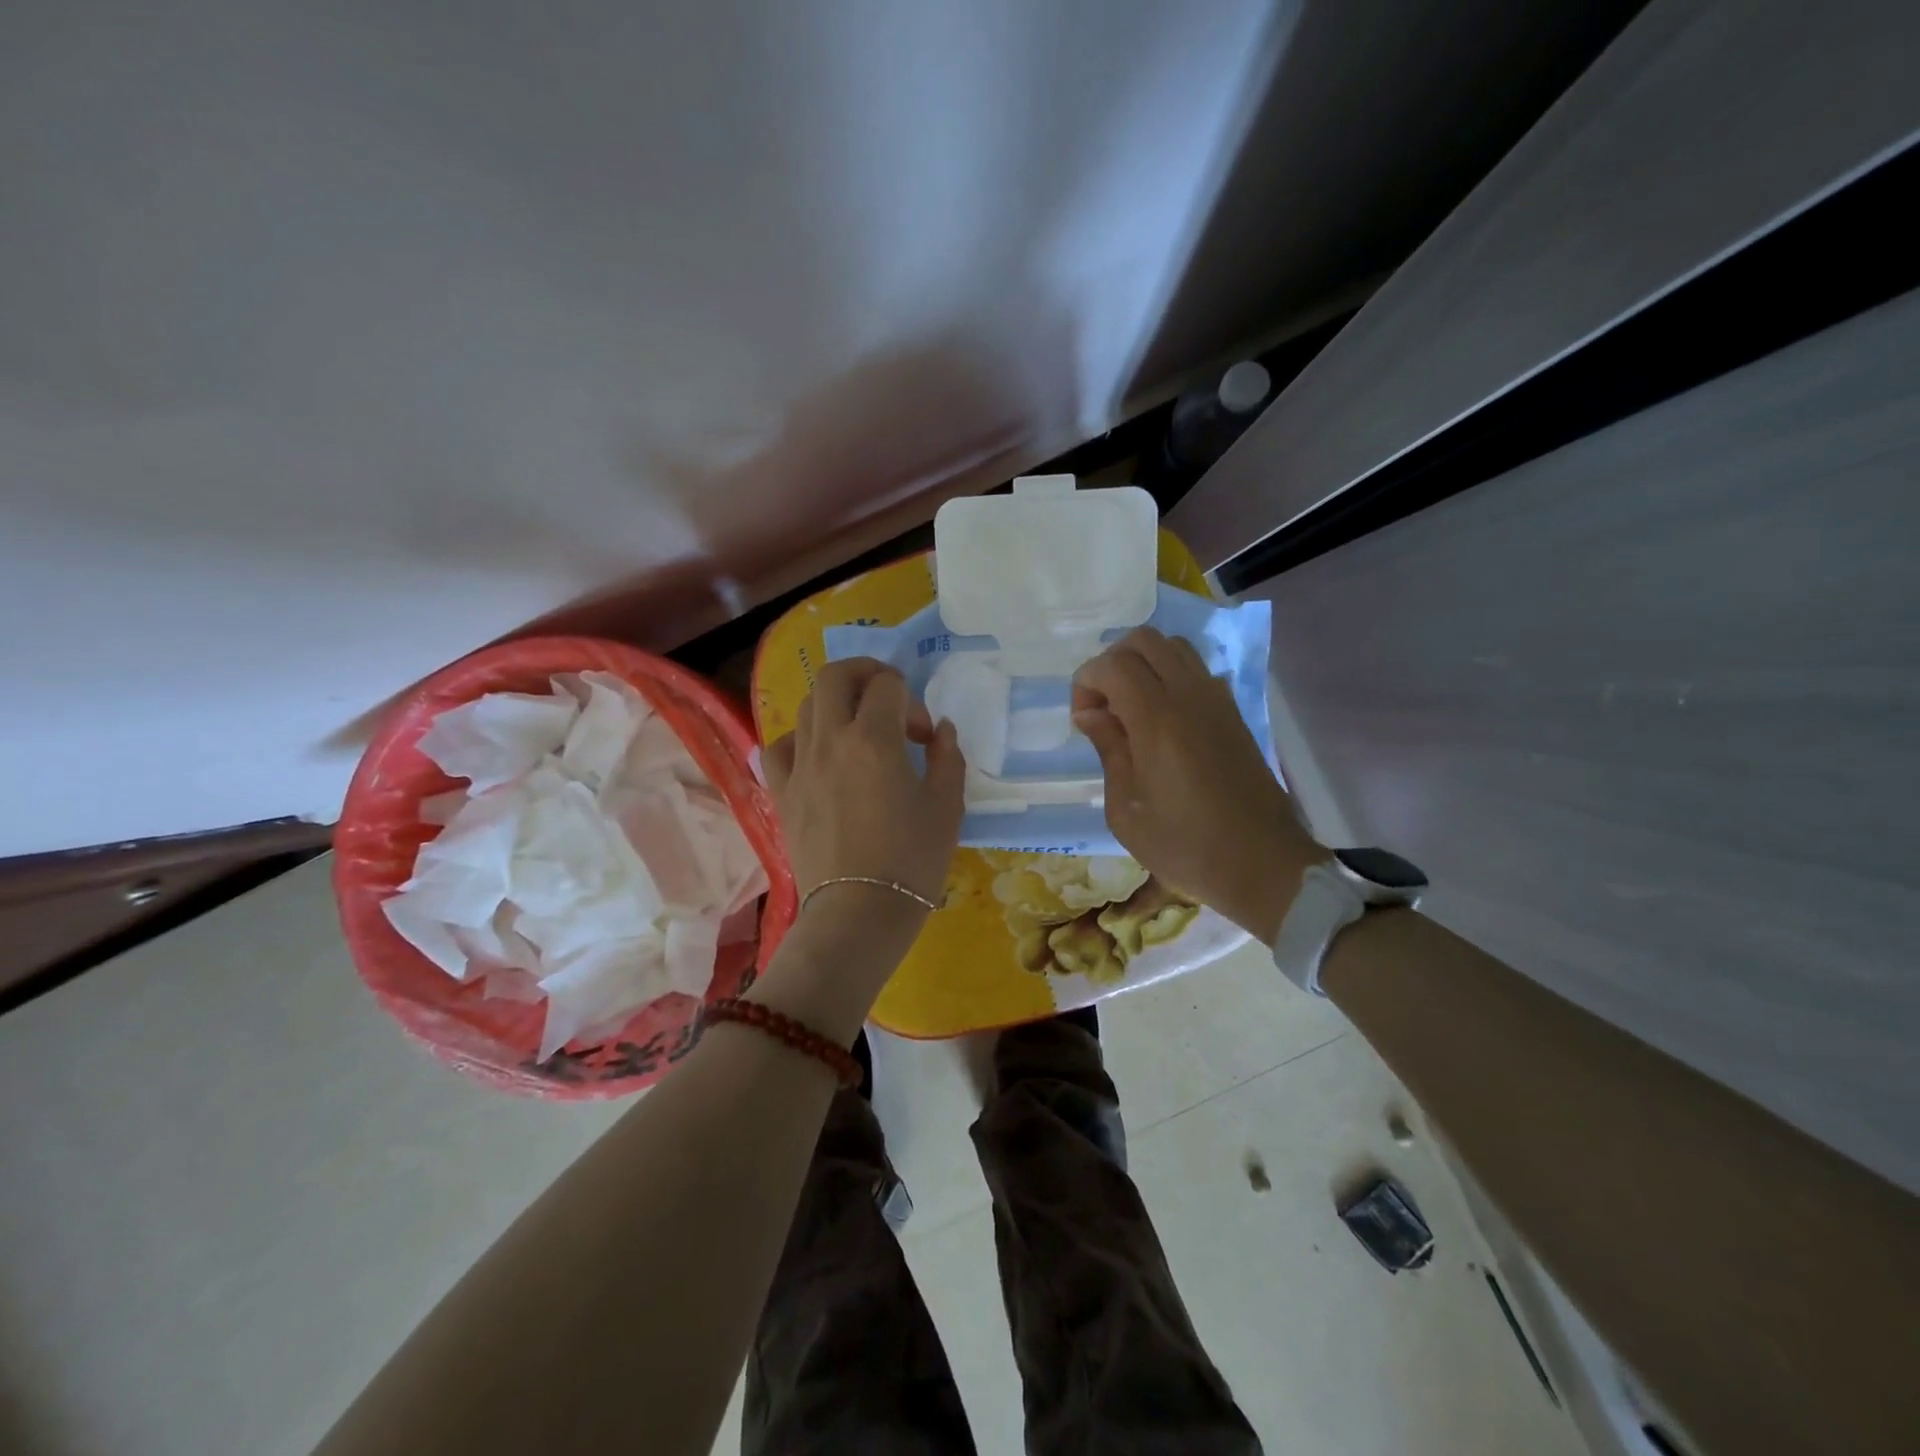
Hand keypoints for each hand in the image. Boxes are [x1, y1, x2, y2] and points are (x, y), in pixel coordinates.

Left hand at [762, 658, 965, 971]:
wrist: (859, 913)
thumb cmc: (912, 860)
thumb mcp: (947, 807)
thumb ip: (948, 758)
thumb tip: (942, 730)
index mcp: (874, 739)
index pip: (888, 685)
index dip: (912, 701)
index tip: (924, 737)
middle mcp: (830, 740)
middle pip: (836, 676)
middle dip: (866, 674)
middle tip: (888, 698)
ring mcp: (799, 765)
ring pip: (807, 706)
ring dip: (836, 704)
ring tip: (858, 730)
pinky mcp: (782, 792)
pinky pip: (779, 747)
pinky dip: (799, 739)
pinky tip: (818, 756)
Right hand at [1072, 627, 1324, 943]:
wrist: (1263, 865)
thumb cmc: (1185, 846)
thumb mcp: (1126, 810)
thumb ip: (1108, 751)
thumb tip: (1091, 714)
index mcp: (1158, 719)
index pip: (1113, 664)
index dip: (1086, 682)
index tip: (1083, 721)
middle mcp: (1190, 696)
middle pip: (1144, 641)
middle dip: (1112, 662)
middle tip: (1103, 707)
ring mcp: (1218, 701)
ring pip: (1174, 648)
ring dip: (1143, 665)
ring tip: (1130, 709)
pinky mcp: (1234, 713)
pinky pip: (1197, 671)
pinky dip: (1170, 677)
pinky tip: (1162, 721)